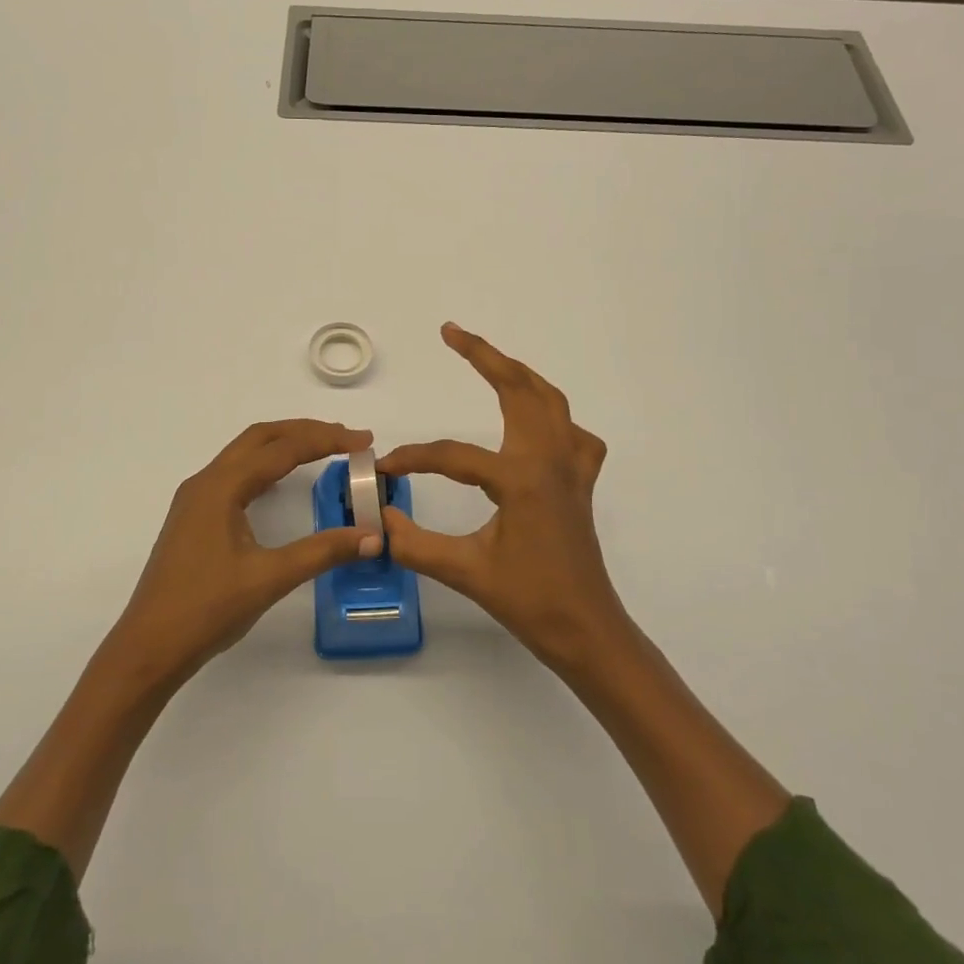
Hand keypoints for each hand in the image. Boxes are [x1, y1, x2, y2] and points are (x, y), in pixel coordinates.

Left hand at [113, 419, 382, 681]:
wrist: (149, 648)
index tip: (364, 440)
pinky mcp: (194, 518)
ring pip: (245, 454)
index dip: (326, 440)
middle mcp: (205, 482)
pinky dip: (266, 466)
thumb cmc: (206, 610)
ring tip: (323, 449)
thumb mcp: (269, 579)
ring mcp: (196, 499)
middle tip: (346, 437)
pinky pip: (236, 474)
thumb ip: (322, 552)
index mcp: (221, 487)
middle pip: (260, 438)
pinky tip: (281, 480)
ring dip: (284, 445)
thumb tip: (373, 536)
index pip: (282, 449)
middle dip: (305, 431)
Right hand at [379, 324, 627, 672]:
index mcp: (521, 478)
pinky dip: (554, 417)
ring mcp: (572, 468)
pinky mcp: (581, 483)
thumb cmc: (530, 602)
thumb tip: (377, 518)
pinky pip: (573, 433)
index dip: (415, 457)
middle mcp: (550, 460)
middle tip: (452, 333)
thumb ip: (415, 543)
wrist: (586, 630)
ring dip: (519, 374)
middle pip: (520, 389)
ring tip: (489, 360)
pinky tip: (536, 428)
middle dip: (486, 356)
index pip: (455, 455)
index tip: (385, 466)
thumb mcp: (466, 572)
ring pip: (550, 401)